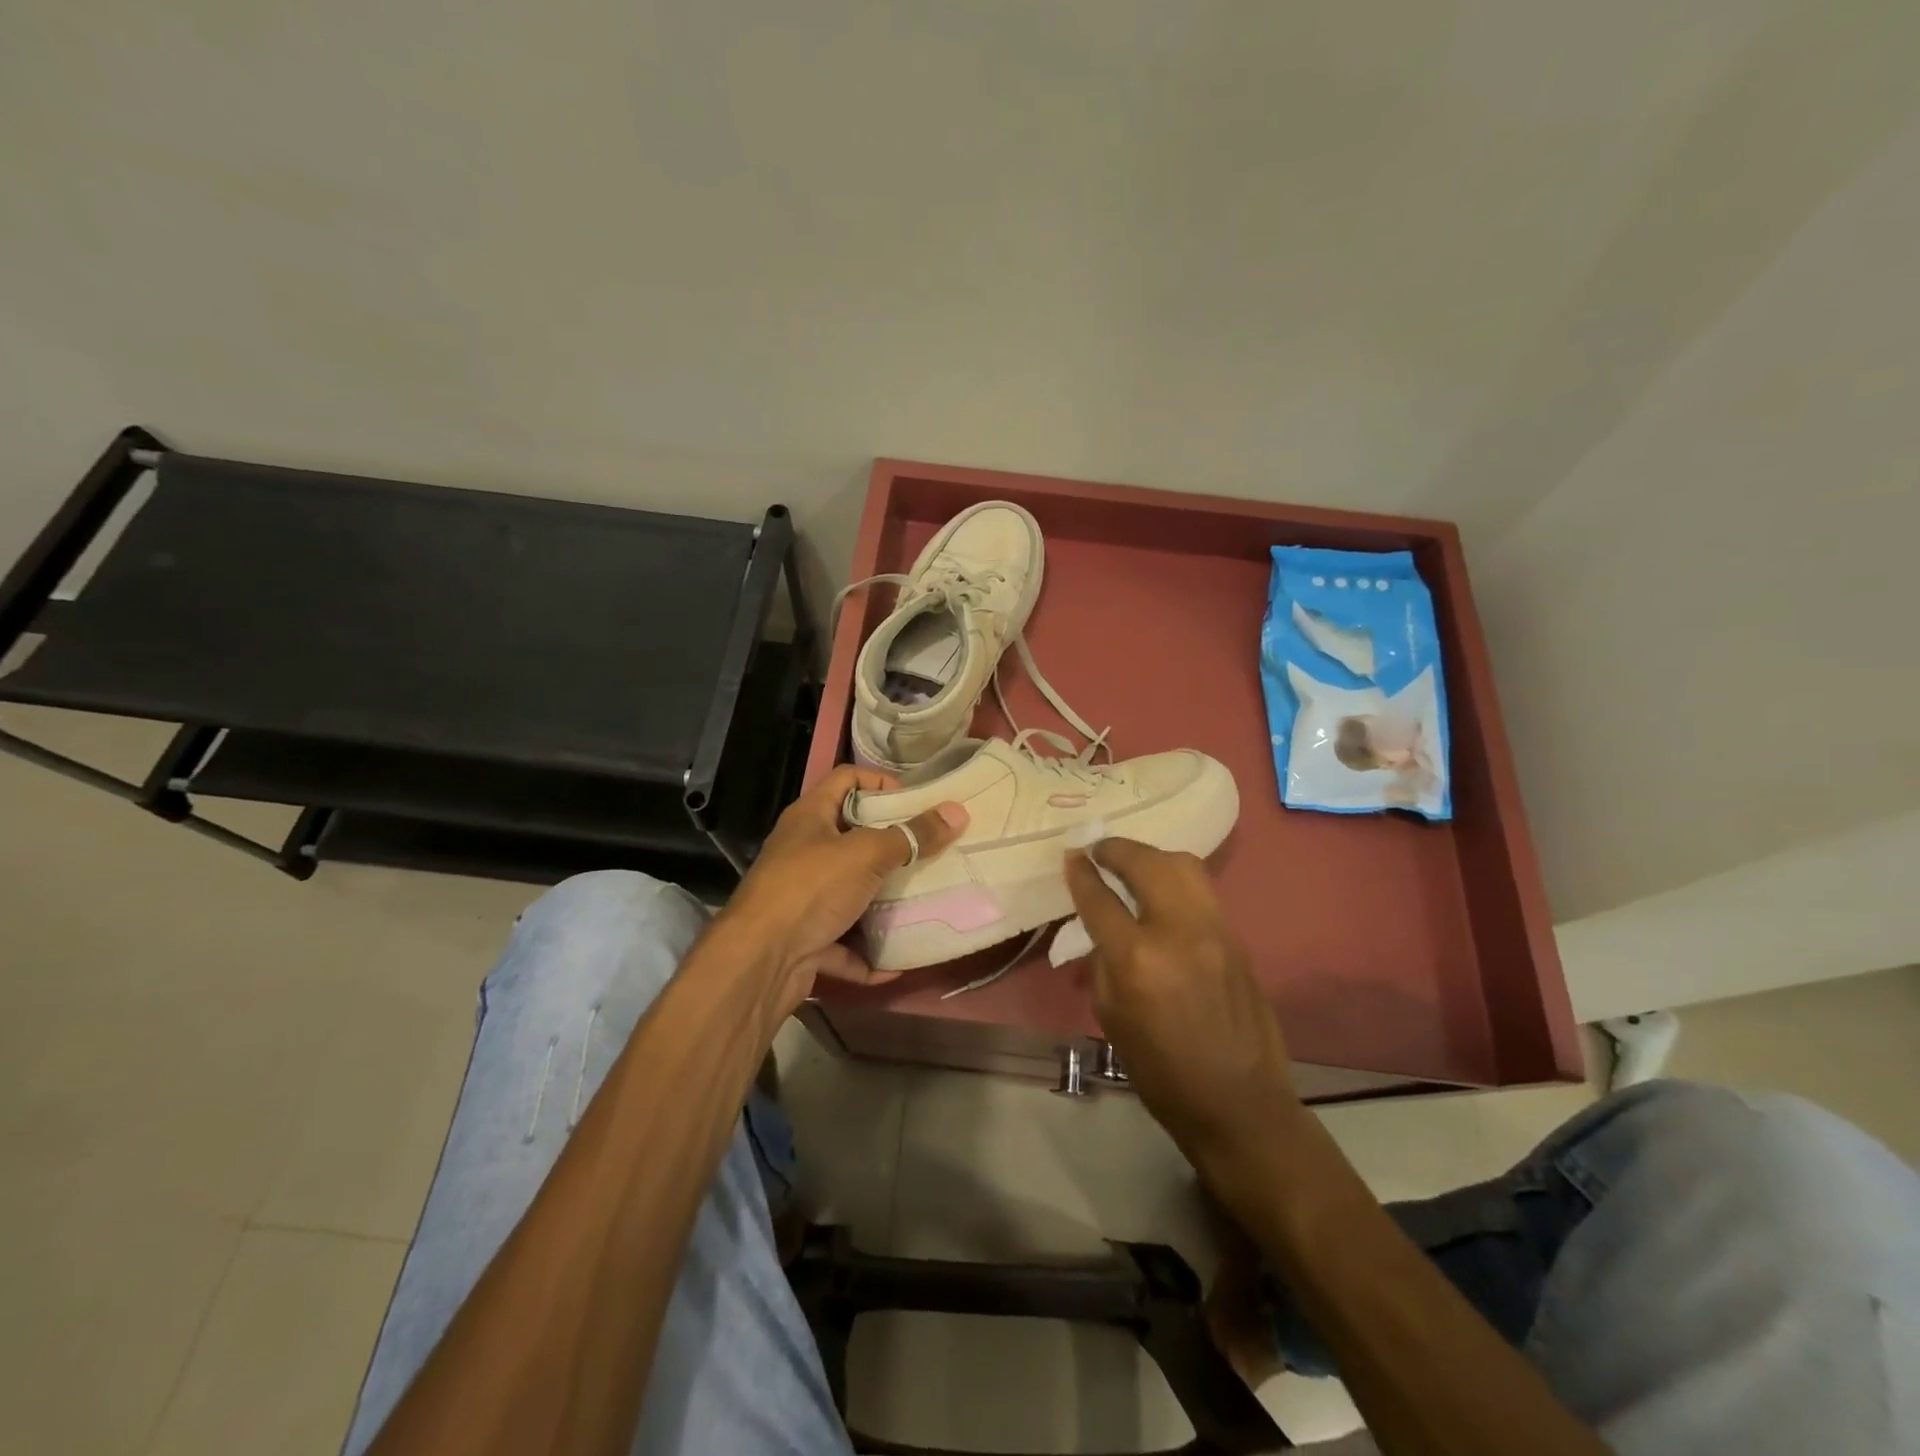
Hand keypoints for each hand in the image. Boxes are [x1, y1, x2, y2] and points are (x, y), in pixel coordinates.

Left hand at [718, 765, 967, 1018]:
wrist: (759, 961)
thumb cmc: (811, 888)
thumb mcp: (867, 854)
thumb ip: (912, 836)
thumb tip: (956, 811)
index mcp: (810, 817)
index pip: (846, 779)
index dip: (880, 782)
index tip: (916, 802)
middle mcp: (802, 852)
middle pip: (851, 837)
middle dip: (890, 846)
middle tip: (930, 851)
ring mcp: (801, 898)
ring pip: (849, 892)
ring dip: (880, 901)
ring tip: (922, 900)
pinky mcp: (804, 940)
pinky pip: (843, 943)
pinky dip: (867, 954)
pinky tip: (896, 963)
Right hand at [1065, 839, 1303, 1174]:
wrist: (1239, 1103)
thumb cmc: (1161, 1071)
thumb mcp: (1111, 1016)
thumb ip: (1103, 961)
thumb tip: (1101, 925)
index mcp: (1137, 959)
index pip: (1100, 899)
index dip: (1081, 873)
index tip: (1071, 855)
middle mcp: (1178, 931)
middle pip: (1146, 863)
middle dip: (1117, 849)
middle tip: (1099, 851)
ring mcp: (1215, 930)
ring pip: (1182, 864)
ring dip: (1150, 856)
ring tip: (1132, 863)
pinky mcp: (1237, 937)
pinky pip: (1202, 888)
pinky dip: (1176, 876)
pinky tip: (1162, 889)